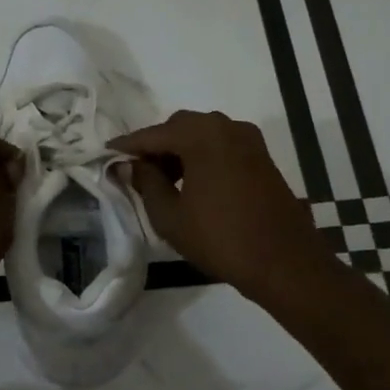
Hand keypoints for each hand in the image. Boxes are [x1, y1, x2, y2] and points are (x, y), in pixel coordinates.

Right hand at [110, 110, 320, 303]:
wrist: (284, 262)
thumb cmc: (220, 238)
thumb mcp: (170, 216)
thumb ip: (146, 183)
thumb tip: (129, 165)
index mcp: (202, 136)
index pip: (153, 134)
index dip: (127, 146)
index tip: (105, 155)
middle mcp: (227, 127)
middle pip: (180, 127)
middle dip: (156, 146)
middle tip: (137, 174)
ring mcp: (249, 141)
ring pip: (202, 135)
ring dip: (180, 152)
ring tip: (163, 183)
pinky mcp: (261, 158)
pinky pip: (221, 147)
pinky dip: (202, 157)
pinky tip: (192, 185)